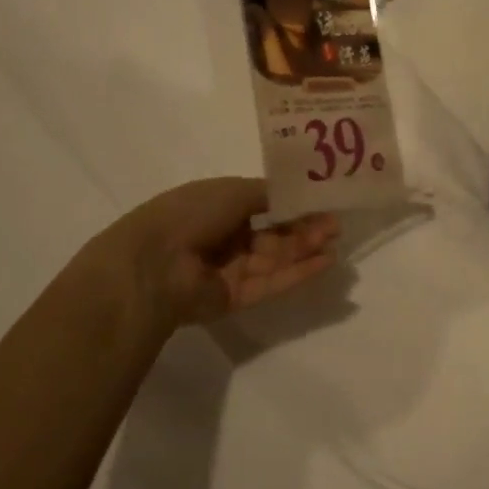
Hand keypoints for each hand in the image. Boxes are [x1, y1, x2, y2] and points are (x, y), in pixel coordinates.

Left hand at [79, 178, 340, 329]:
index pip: (263, 205)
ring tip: (335, 241)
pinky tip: (325, 263)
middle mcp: (225, 237)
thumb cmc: (189, 215)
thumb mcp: (233, 191)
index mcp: (218, 207)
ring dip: (305, 249)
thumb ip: (269, 194)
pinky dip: (298, 273)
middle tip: (335, 224)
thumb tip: (296, 194)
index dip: (292, 204)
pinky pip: (272, 283)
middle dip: (304, 228)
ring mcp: (230, 269)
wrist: (153, 265)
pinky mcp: (236, 298)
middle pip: (273, 234)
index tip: (322, 202)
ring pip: (276, 258)